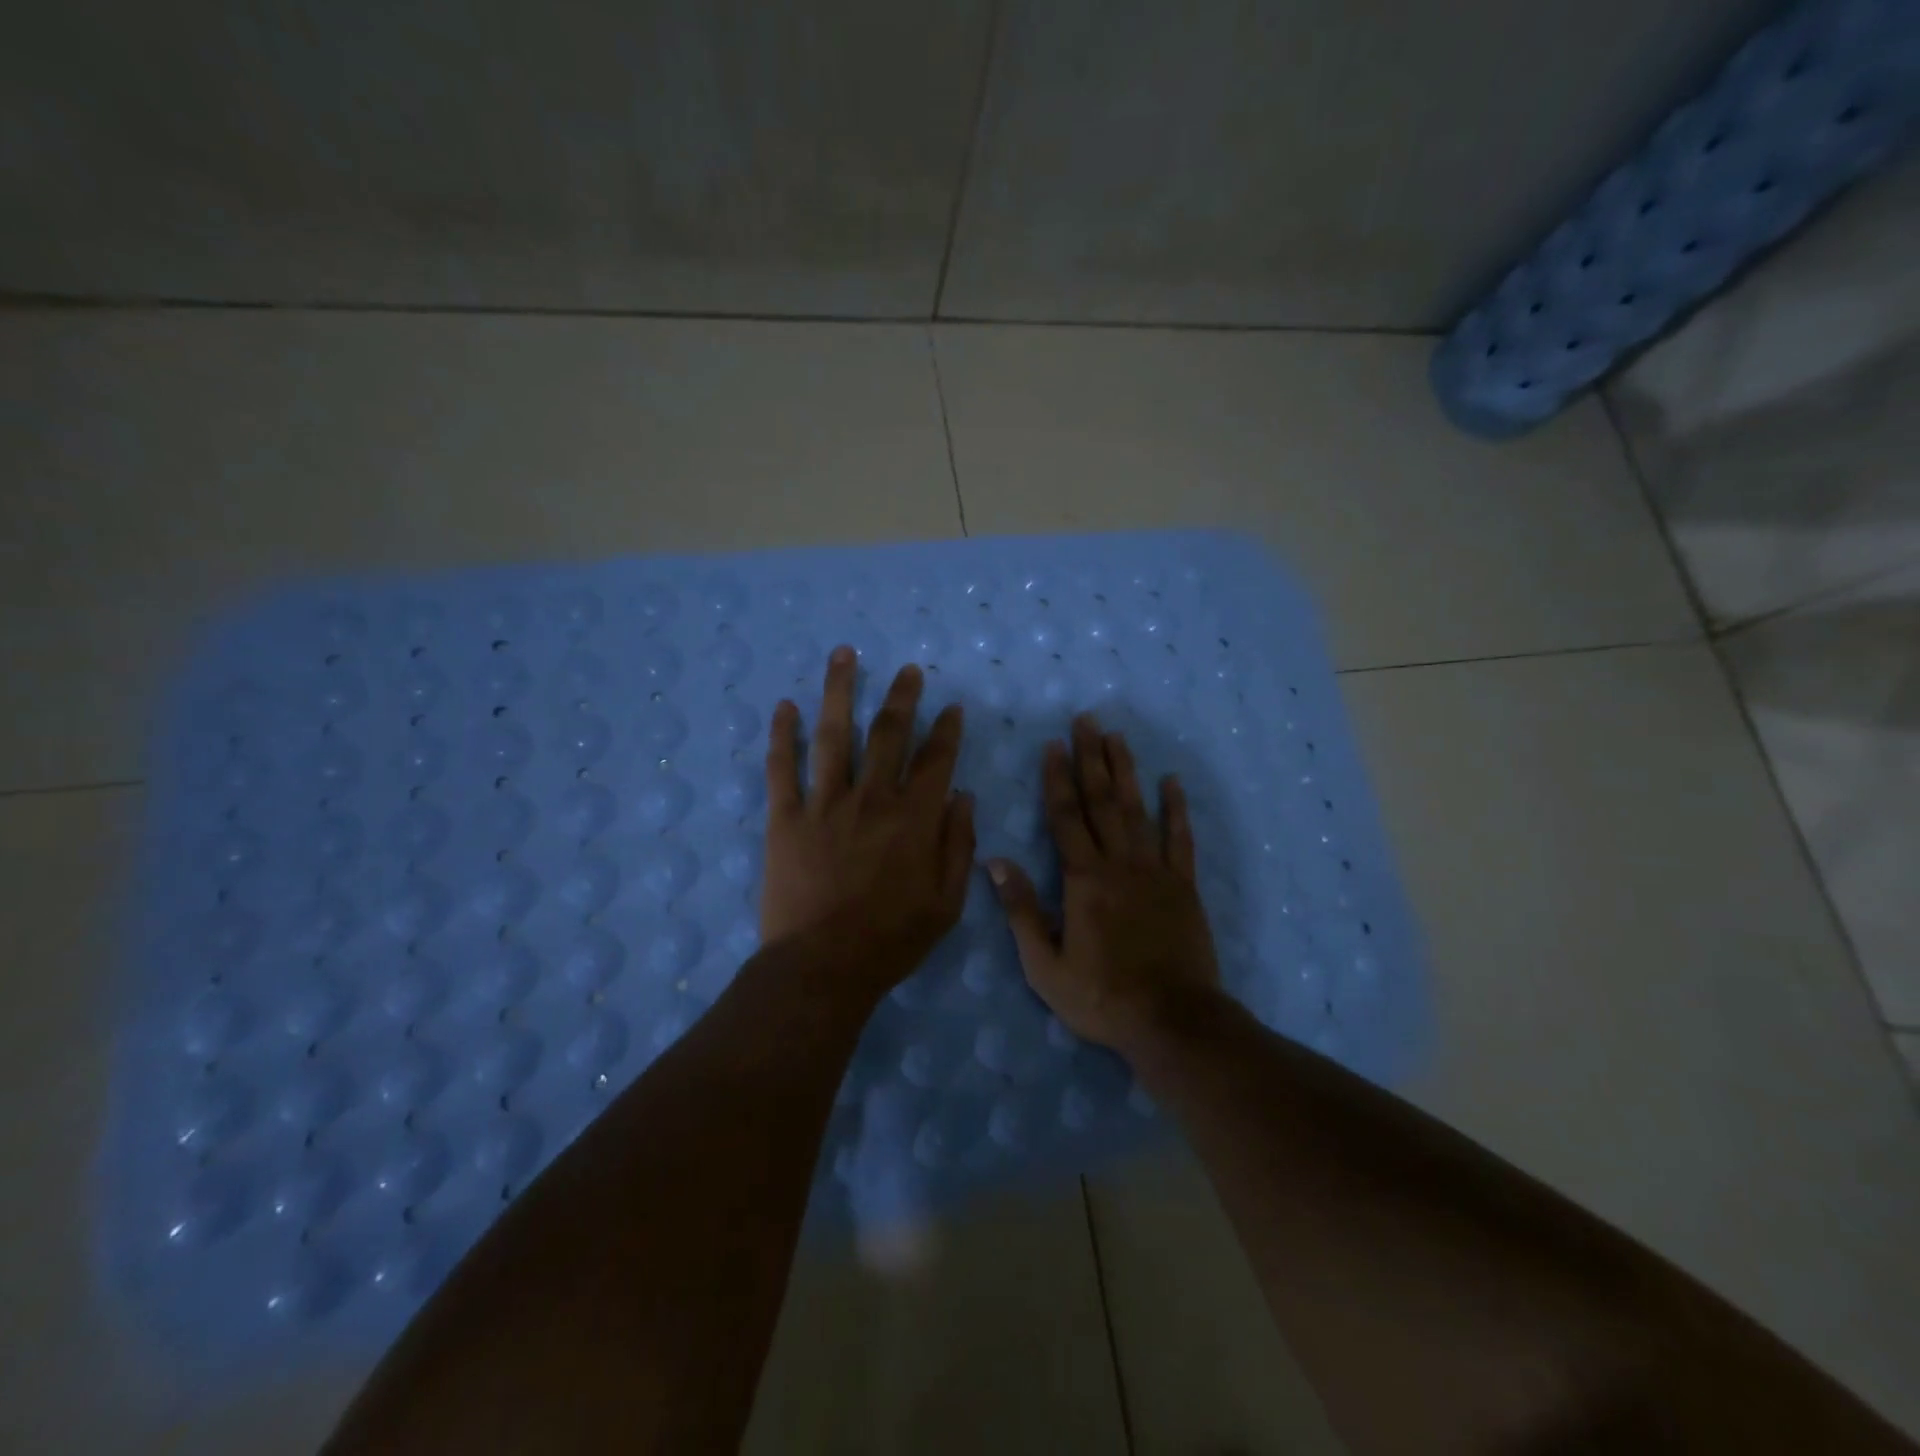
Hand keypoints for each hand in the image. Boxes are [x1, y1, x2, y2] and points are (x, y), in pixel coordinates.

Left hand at [760, 647, 975, 996]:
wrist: (822, 967)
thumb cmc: (891, 940)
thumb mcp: (947, 903)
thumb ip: (959, 846)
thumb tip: (964, 797)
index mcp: (914, 818)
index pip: (936, 760)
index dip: (946, 730)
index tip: (952, 707)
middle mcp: (871, 798)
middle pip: (888, 733)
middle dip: (902, 697)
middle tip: (908, 670)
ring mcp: (824, 804)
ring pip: (834, 735)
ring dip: (839, 691)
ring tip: (844, 655)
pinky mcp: (785, 818)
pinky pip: (782, 768)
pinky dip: (782, 735)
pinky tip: (784, 706)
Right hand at [989, 714, 1219, 1056]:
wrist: (1172, 1022)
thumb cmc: (1101, 997)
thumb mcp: (1045, 965)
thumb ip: (1020, 910)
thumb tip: (993, 862)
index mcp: (1083, 880)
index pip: (1065, 817)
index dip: (1057, 779)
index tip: (1053, 744)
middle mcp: (1119, 863)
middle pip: (1102, 801)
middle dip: (1091, 758)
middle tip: (1087, 720)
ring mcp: (1155, 871)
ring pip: (1138, 810)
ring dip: (1126, 771)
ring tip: (1118, 737)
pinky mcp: (1183, 886)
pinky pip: (1180, 839)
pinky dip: (1177, 809)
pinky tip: (1171, 782)